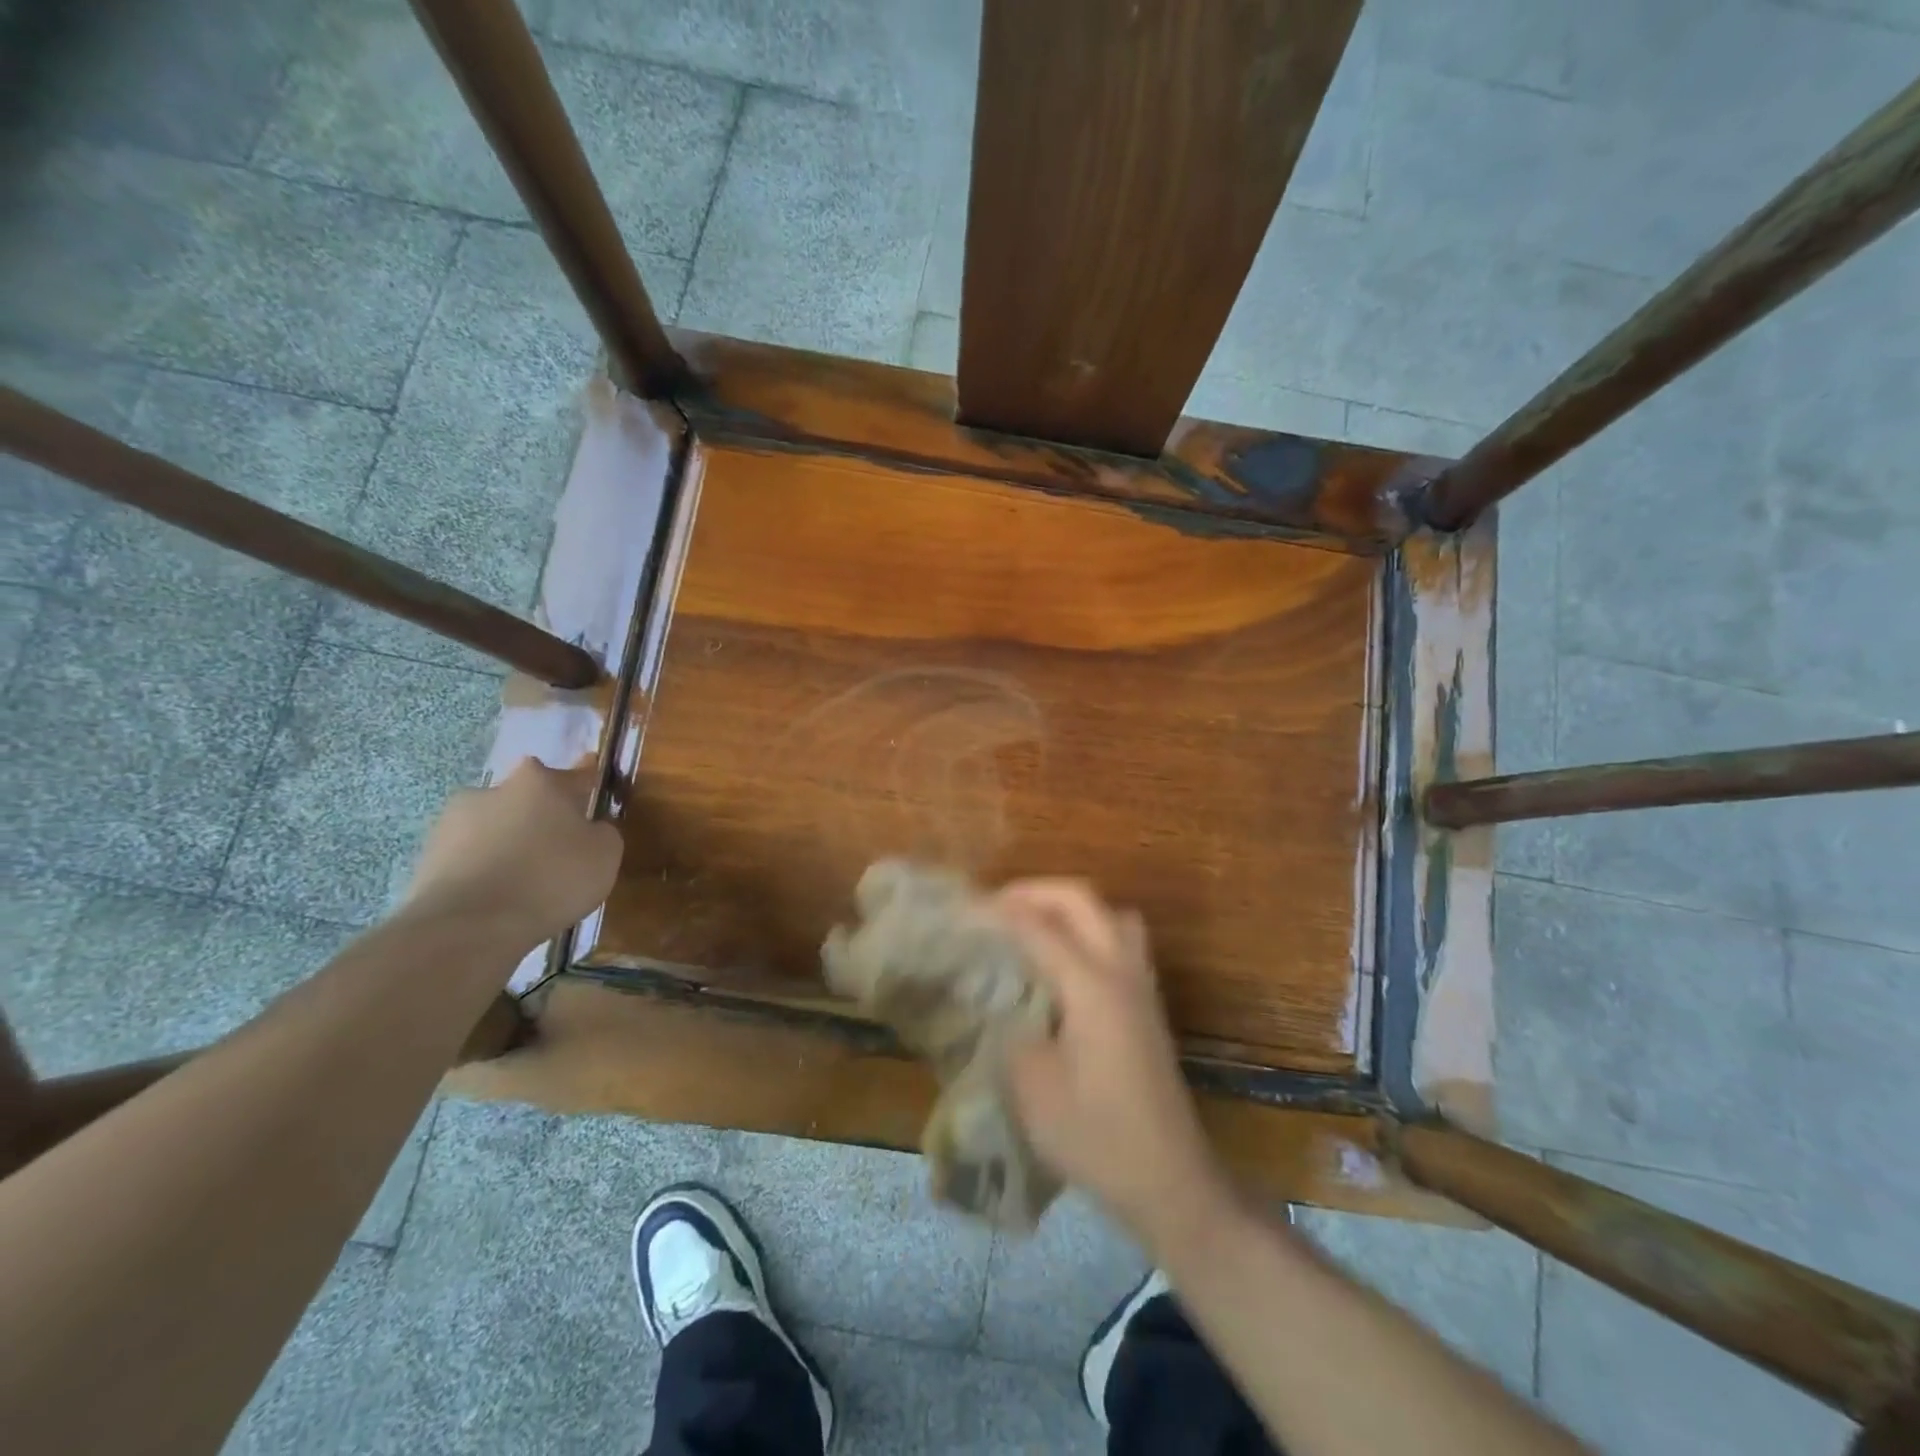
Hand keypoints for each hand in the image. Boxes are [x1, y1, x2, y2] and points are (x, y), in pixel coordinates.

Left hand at [403, 759, 623, 948]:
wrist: (469, 927)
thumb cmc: (551, 879)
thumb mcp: (605, 854)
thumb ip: (601, 832)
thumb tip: (589, 829)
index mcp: (540, 782)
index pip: (575, 774)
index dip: (588, 778)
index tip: (593, 778)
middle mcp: (493, 790)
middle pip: (527, 797)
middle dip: (541, 813)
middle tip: (558, 845)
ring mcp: (452, 822)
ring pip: (494, 826)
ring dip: (508, 841)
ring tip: (524, 879)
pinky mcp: (427, 858)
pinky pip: (469, 857)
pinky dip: (484, 868)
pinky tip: (498, 895)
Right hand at [997, 880, 1234, 1251]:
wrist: (1169, 1181)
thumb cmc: (1096, 1137)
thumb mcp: (1033, 1089)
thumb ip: (1011, 1032)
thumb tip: (1003, 1003)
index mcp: (1092, 986)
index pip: (1039, 927)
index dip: (998, 912)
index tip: (963, 909)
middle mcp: (1121, 971)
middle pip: (1081, 900)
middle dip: (1035, 891)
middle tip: (995, 906)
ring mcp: (1141, 986)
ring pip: (1110, 913)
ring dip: (1069, 906)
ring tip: (1033, 924)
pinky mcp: (1148, 1005)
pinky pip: (1121, 939)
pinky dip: (1089, 928)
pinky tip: (1065, 960)